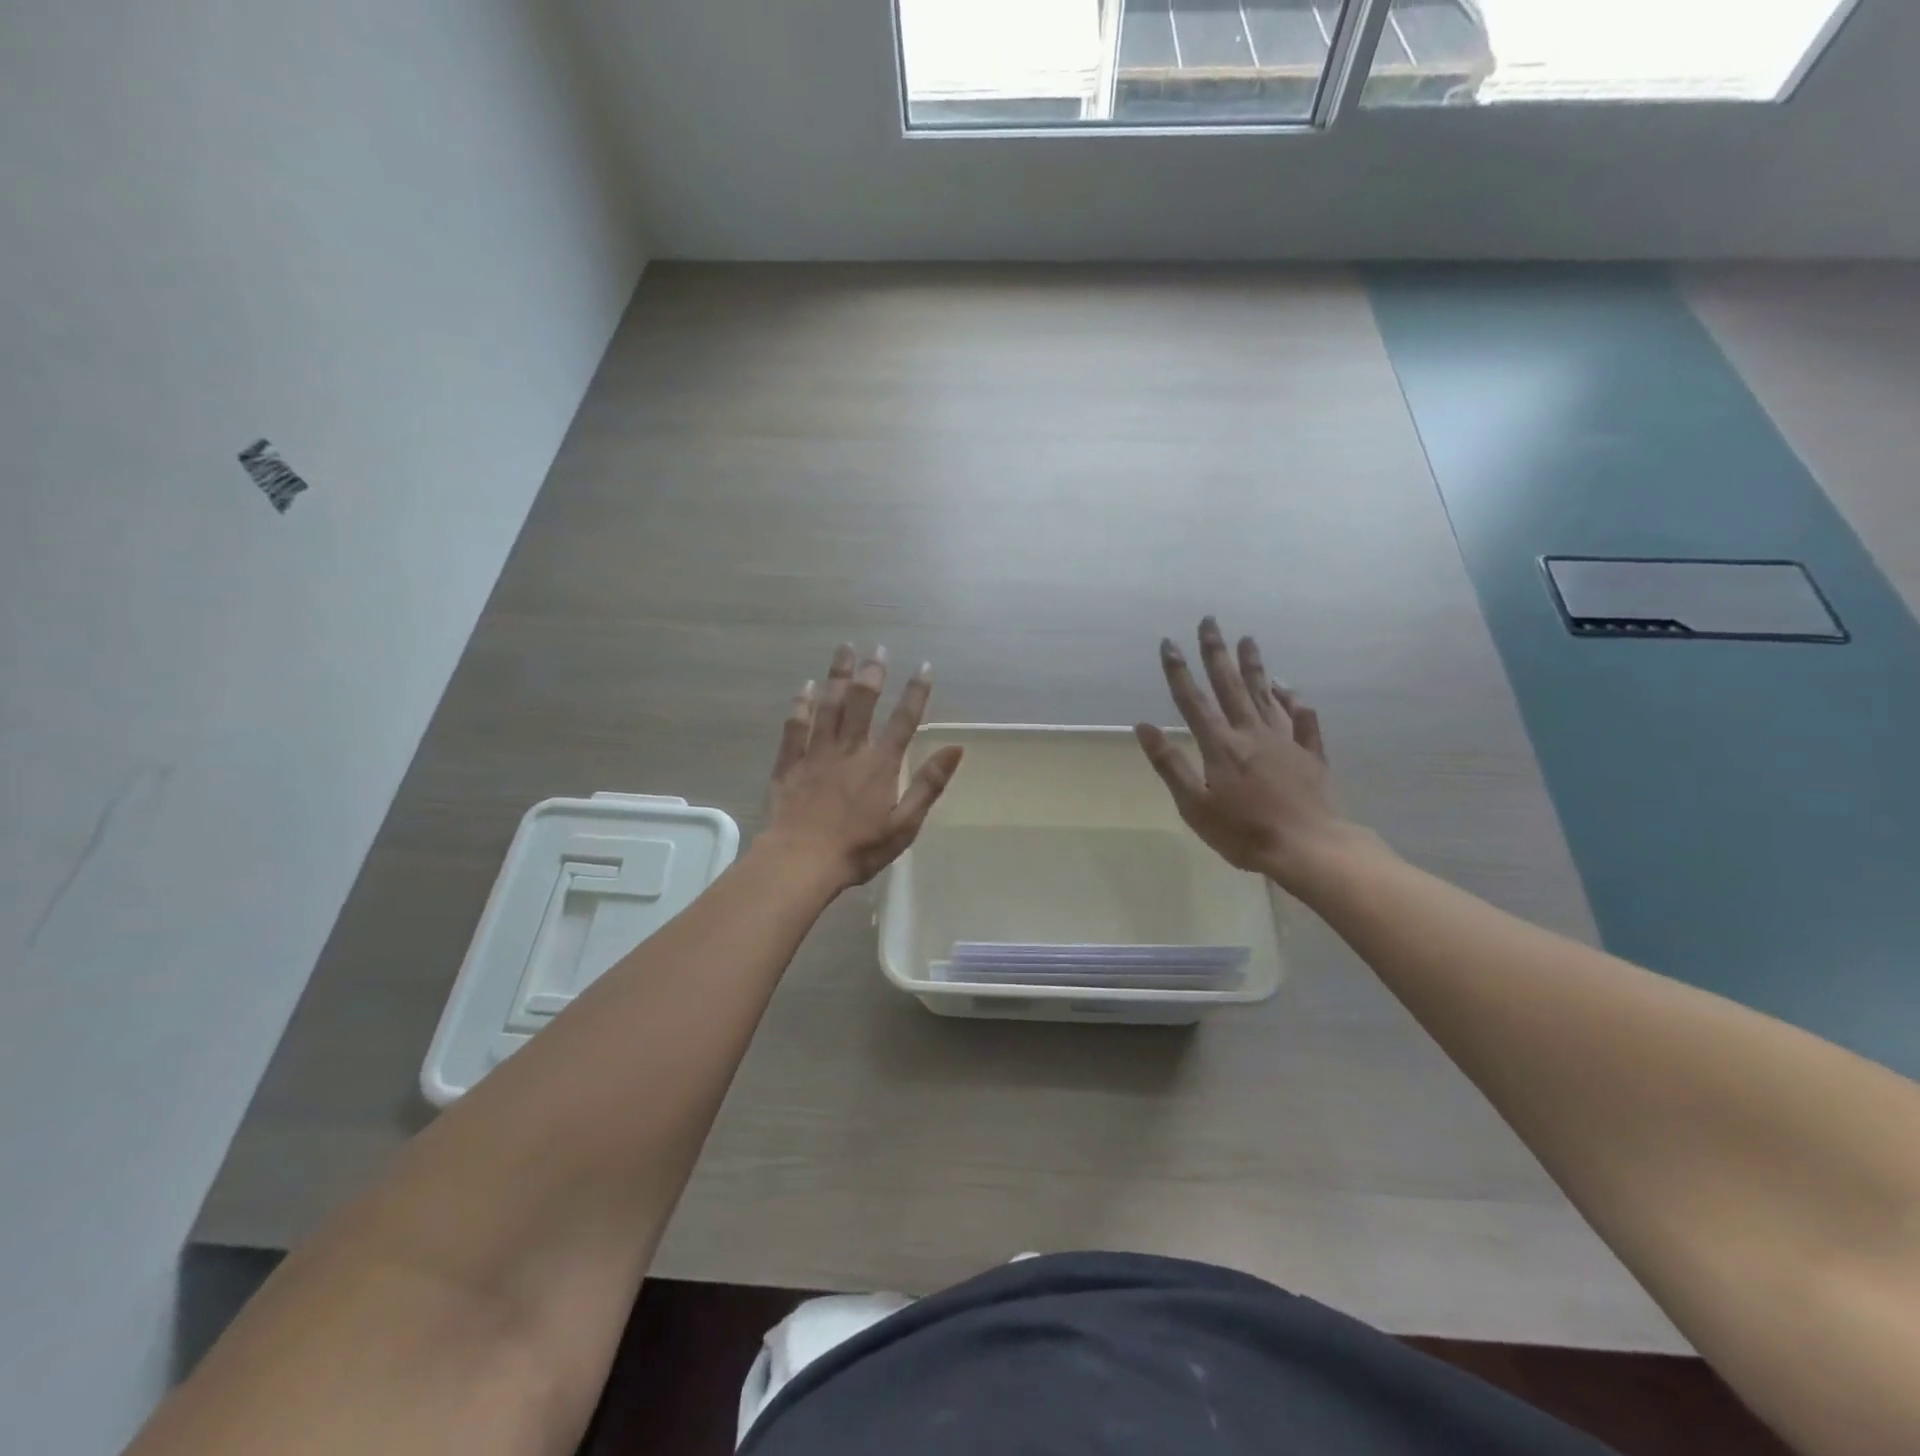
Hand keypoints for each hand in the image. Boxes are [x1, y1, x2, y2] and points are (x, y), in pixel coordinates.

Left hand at [764, 644, 964, 889]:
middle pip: (862, 702)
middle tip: (876, 647)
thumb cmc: (859, 848)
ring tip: (844, 649)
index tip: (923, 667)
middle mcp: (850, 749)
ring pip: (828, 705)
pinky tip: (805, 686)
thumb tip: (955, 748)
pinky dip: (801, 704)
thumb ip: (929, 784)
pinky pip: (796, 726)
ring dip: (837, 676)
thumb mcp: (905, 824)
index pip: (904, 720)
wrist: (801, 861)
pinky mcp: (790, 763)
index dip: (916, 692)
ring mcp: (816, 753)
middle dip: (872, 673)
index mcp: (881, 764)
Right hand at [1135, 617, 1358, 889]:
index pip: (1193, 701)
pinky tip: (1290, 690)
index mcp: (1221, 745)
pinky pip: (1303, 721)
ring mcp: (1284, 741)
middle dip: (1217, 652)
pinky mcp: (1310, 755)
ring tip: (1247, 640)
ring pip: (1266, 695)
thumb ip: (1170, 764)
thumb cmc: (1244, 832)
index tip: (1169, 643)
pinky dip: (1295, 702)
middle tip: (1210, 622)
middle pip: (1231, 686)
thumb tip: (1144, 726)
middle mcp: (1251, 733)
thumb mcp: (1194, 805)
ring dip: (1254, 666)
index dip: (1179, 671)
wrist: (1309, 848)